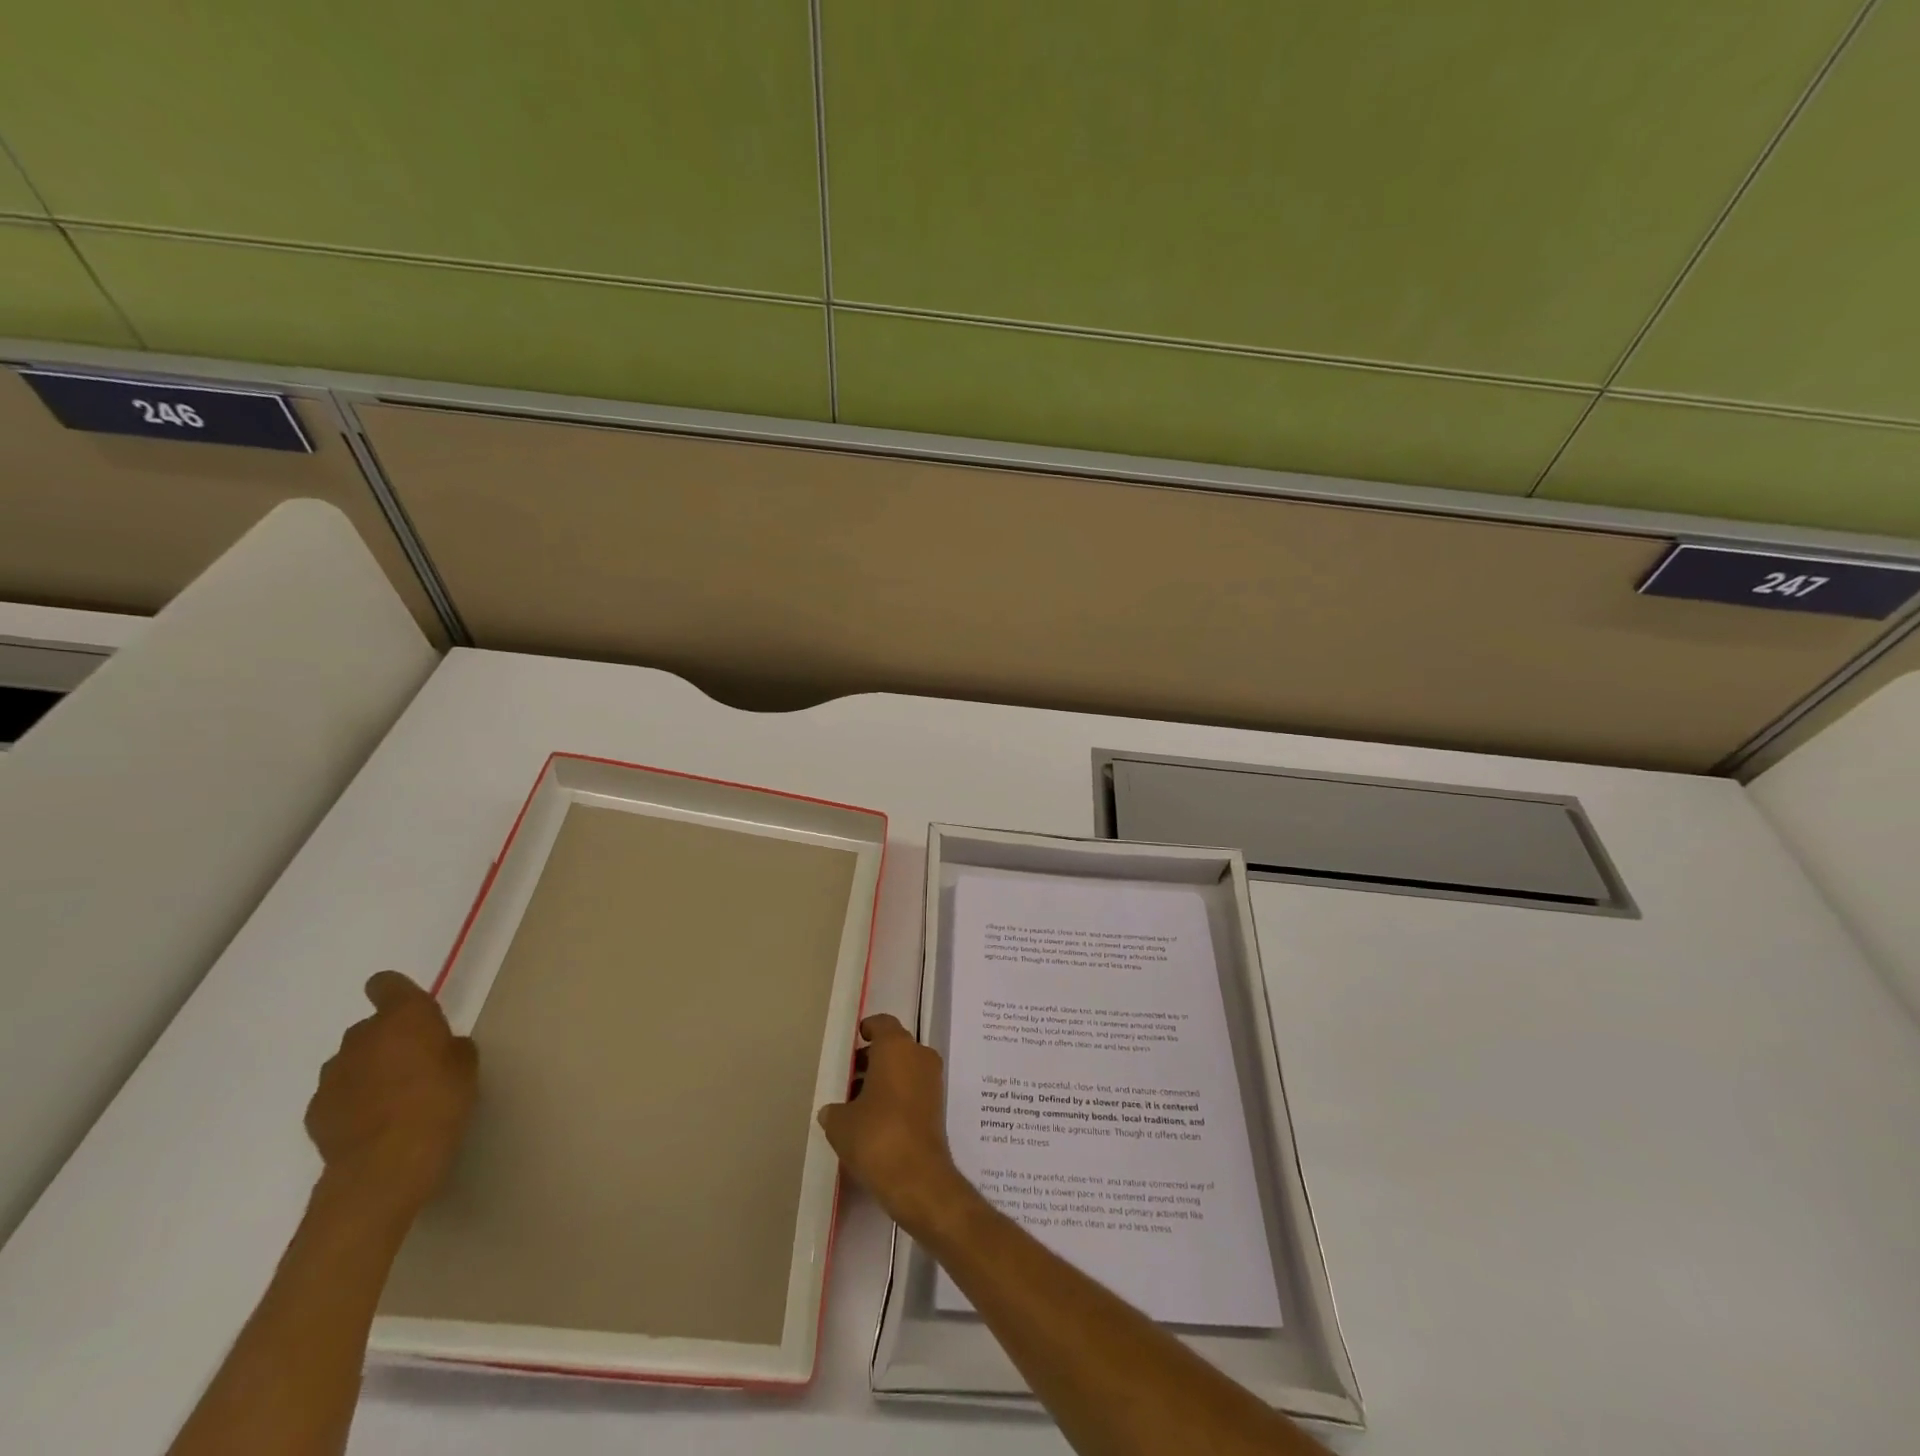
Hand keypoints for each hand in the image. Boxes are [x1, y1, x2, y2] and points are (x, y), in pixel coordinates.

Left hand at [305, 972, 477, 1220]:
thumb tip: (439, 1048)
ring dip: (368, 1070)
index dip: (395, 993)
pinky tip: (373, 1123)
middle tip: (413, 1065)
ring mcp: (333, 1075)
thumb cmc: (439, 1101)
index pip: (386, 984)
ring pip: (352, 1061)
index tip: (410, 1011)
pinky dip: (353, 1100)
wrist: (386, 1165)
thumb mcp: (466, 1066)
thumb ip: (450, 1048)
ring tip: (392, 1099)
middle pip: (370, 1027)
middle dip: (388, 1040)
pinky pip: (339, 1093)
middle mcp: (362, 1037)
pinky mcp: (315, 1110)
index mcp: (403, 1016)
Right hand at [818, 1014, 973, 1236]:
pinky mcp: (938, 1106)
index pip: (882, 1023)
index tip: (852, 1043)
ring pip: (905, 1068)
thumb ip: (834, 1110)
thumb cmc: (876, 1137)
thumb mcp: (840, 1123)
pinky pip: (913, 1088)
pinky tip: (876, 1119)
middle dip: (872, 1058)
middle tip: (849, 1078)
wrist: (918, 1178)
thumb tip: (833, 1110)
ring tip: (858, 1103)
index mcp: (896, 1047)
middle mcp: (919, 1055)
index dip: (866, 1030)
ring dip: (885, 1078)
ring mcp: (932, 1080)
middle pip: (894, 1046)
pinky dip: (897, 1095)